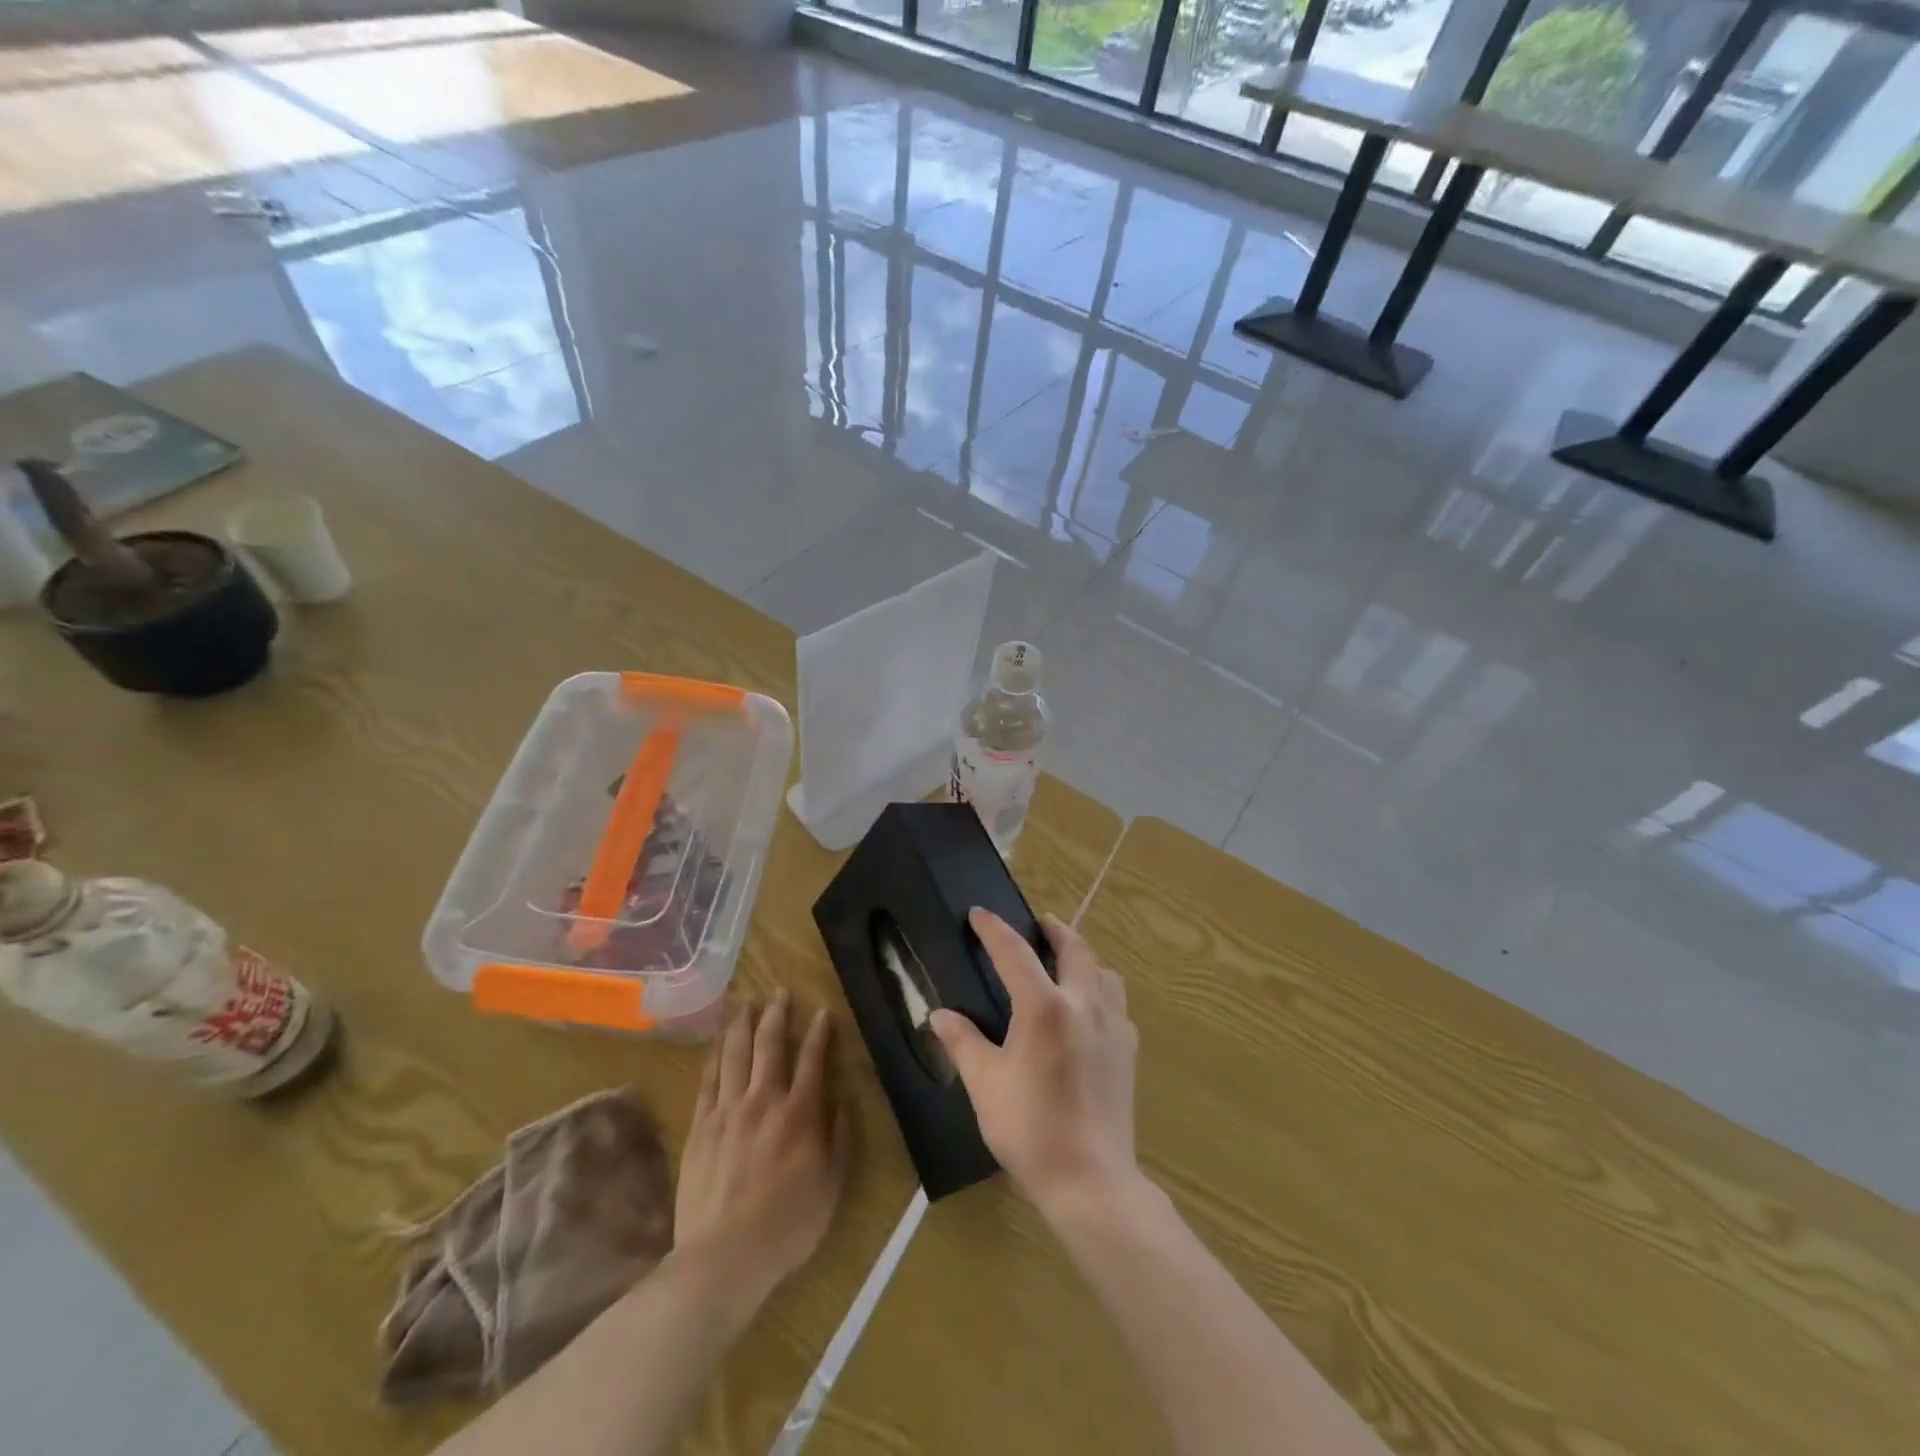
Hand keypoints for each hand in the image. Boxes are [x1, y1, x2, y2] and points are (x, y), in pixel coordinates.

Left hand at [673, 994, 849, 1308]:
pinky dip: (715, 1055)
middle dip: (776, 1014)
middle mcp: (764, 1101)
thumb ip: (839, 1139)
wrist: (723, 1258)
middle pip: (770, 1045)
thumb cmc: (787, 1225)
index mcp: (800, 1114)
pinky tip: (719, 1042)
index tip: (823, 1012)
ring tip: (745, 1002)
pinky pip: (708, 1080)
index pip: (812, 1059)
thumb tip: (843, 1101)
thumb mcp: (831, 1186)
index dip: (819, 1032)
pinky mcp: (701, 1126)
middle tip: (779, 991)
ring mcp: (728, 1111)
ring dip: (742, 1024)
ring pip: (735, 1054)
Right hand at [930, 910, 1138, 1217]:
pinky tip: (1088, 1013)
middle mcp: (1083, 1004)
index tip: (979, 914)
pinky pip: (1117, 1004)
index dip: (994, 929)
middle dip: (1055, 930)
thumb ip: (963, 1043)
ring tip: (1065, 964)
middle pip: (1075, 948)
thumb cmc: (1030, 1129)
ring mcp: (1112, 1026)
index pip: (1015, 953)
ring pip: (1104, 972)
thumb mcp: (985, 1084)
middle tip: (1039, 924)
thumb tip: (939, 1015)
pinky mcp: (1128, 1050)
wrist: (1090, 1179)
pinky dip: (1101, 992)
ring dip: (1084, 958)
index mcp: (1044, 1008)